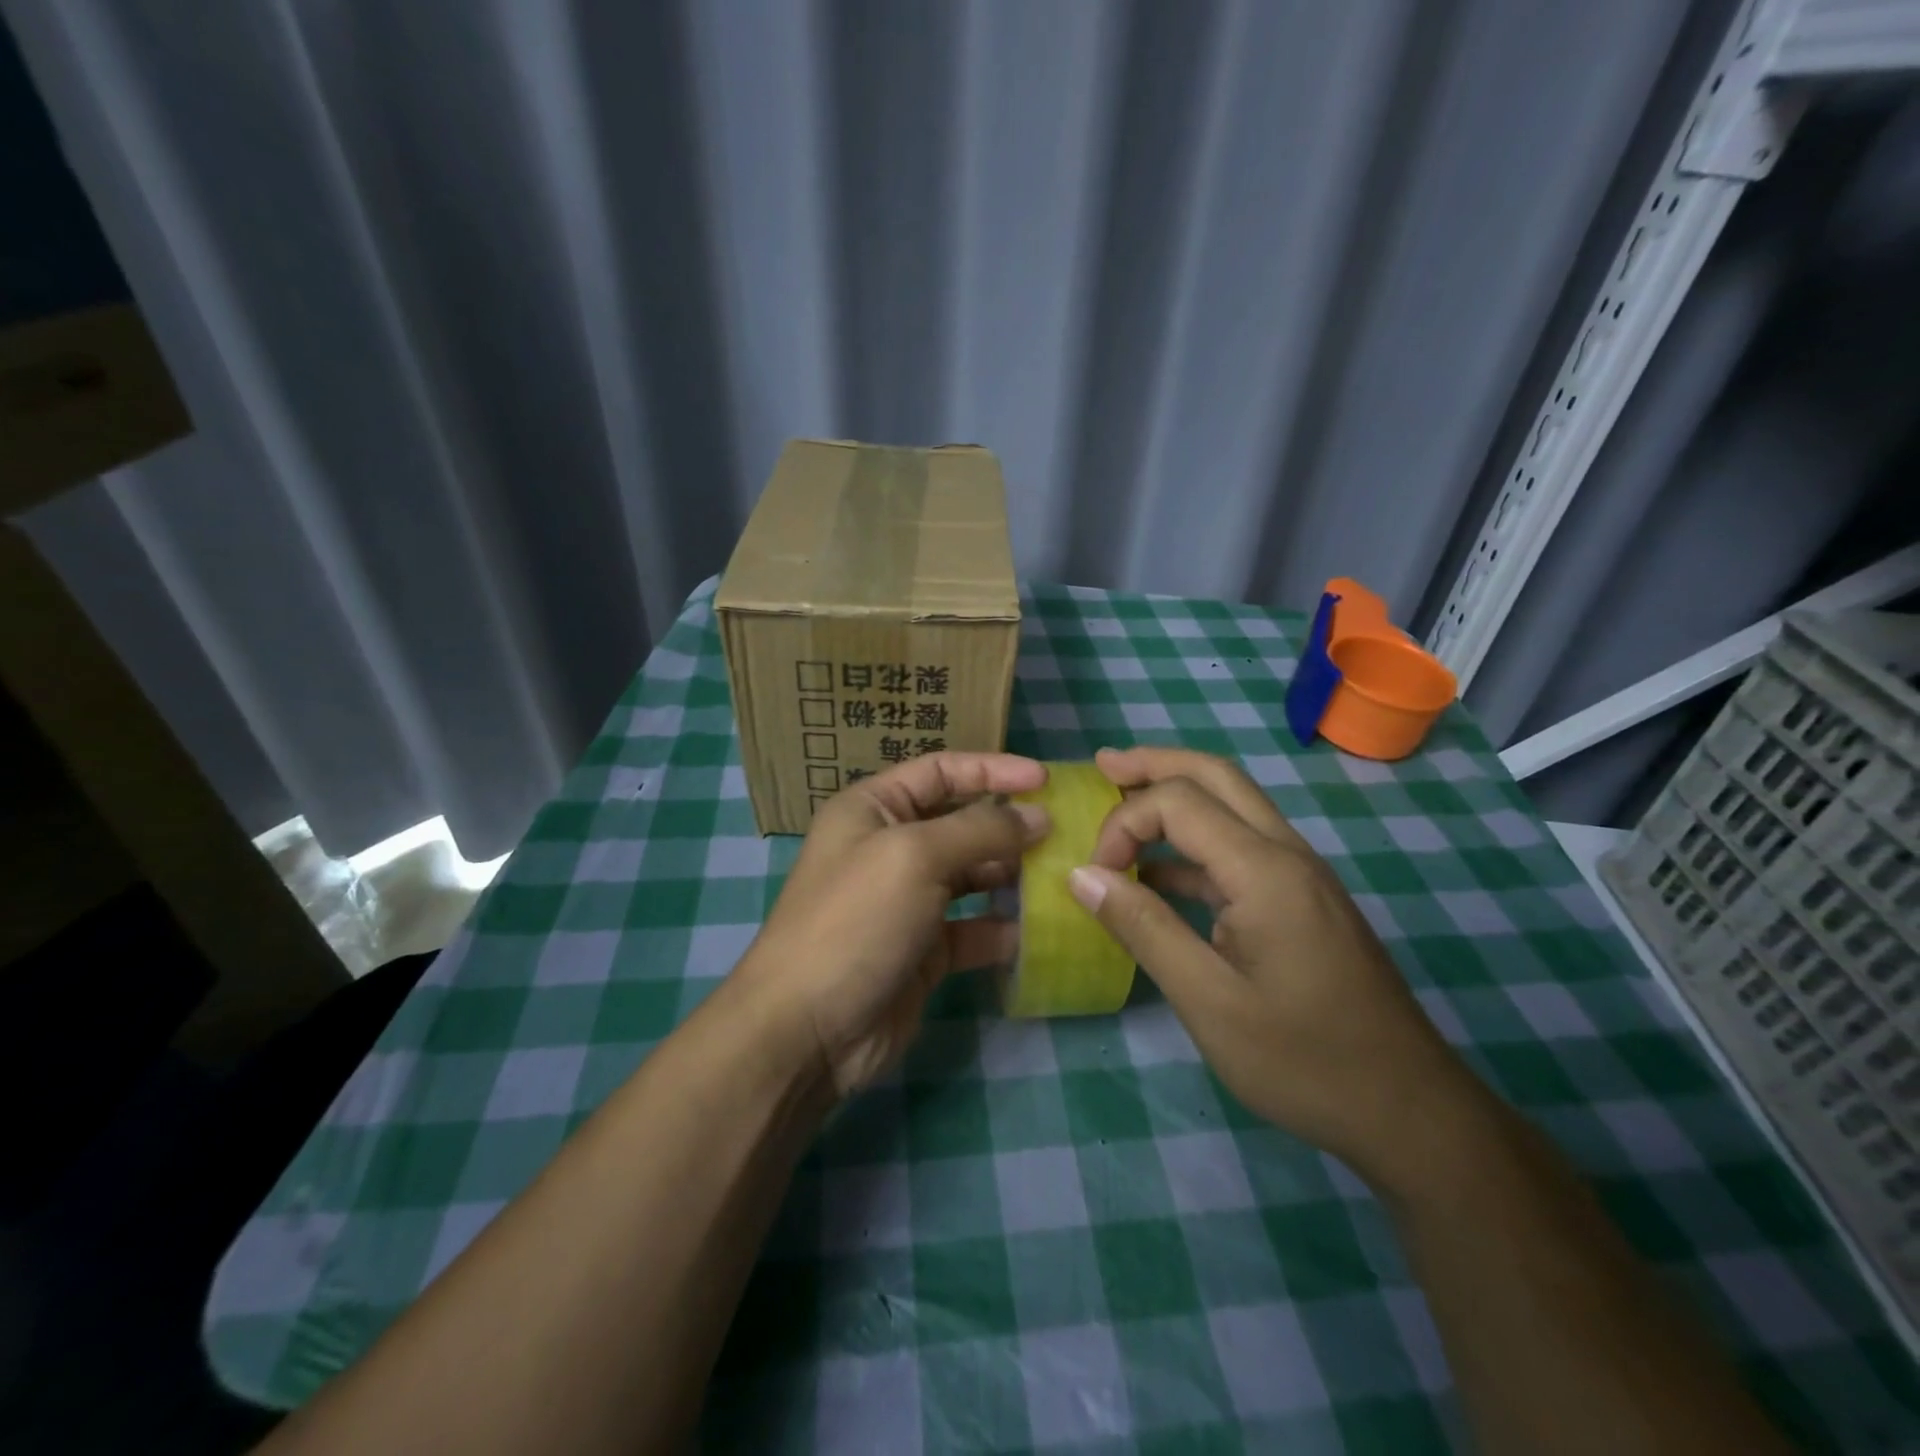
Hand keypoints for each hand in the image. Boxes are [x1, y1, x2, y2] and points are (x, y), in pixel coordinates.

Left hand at [729, 753, 1048, 1097]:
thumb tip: (1038, 818)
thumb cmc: (855, 921)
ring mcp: (908, 901)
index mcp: (873, 809)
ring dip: (1012, 874)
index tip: (1046, 781)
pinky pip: (974, 927)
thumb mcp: (915, 857)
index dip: (993, 769)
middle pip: (961, 822)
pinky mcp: (925, 950)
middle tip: (1065, 832)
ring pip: (972, 875)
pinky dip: (1004, 927)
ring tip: (1061, 874)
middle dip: (1009, 824)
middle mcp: (890, 848)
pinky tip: (1039, 929)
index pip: (941, 771)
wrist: (807, 1031)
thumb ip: (981, 830)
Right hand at [1067, 747, 1482, 1190]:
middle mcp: (1286, 853)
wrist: (1409, 1110)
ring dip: (1175, 796)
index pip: (1177, 802)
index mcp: (1264, 870)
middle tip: (1101, 766)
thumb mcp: (1208, 1001)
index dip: (1123, 823)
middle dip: (1153, 764)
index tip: (1095, 877)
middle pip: (1214, 775)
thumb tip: (1082, 875)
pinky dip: (1193, 843)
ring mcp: (1300, 874)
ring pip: (1232, 804)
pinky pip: (1241, 847)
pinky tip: (1159, 874)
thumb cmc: (1304, 1061)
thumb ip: (1143, 928)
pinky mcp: (1302, 899)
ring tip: (1121, 802)